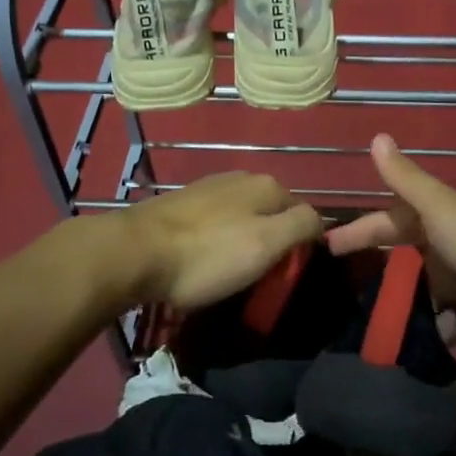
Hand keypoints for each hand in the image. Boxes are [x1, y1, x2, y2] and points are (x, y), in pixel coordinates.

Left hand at [120, 172, 323, 311]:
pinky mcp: (183, 202)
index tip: (286, 275)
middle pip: (273, 213)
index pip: (304, 213)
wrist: (135, 252)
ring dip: (244, 240)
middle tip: (259, 277)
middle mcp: (241, 177)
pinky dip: (217, 239)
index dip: (302, 246)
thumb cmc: (207, 255)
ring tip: (230, 272)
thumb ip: (301, 226)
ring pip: (244, 216)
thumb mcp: (266, 244)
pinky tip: (204, 258)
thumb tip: (320, 221)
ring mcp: (209, 187)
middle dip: (272, 241)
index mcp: (267, 185)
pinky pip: (216, 221)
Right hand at [326, 135, 455, 356]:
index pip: (386, 222)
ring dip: (397, 307)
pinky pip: (438, 325)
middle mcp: (445, 248)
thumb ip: (406, 179)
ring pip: (417, 294)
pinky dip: (426, 332)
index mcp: (436, 219)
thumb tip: (376, 135)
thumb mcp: (439, 209)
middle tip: (339, 295)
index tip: (327, 247)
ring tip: (365, 328)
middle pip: (401, 258)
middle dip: (374, 273)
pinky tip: (408, 344)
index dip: (358, 231)